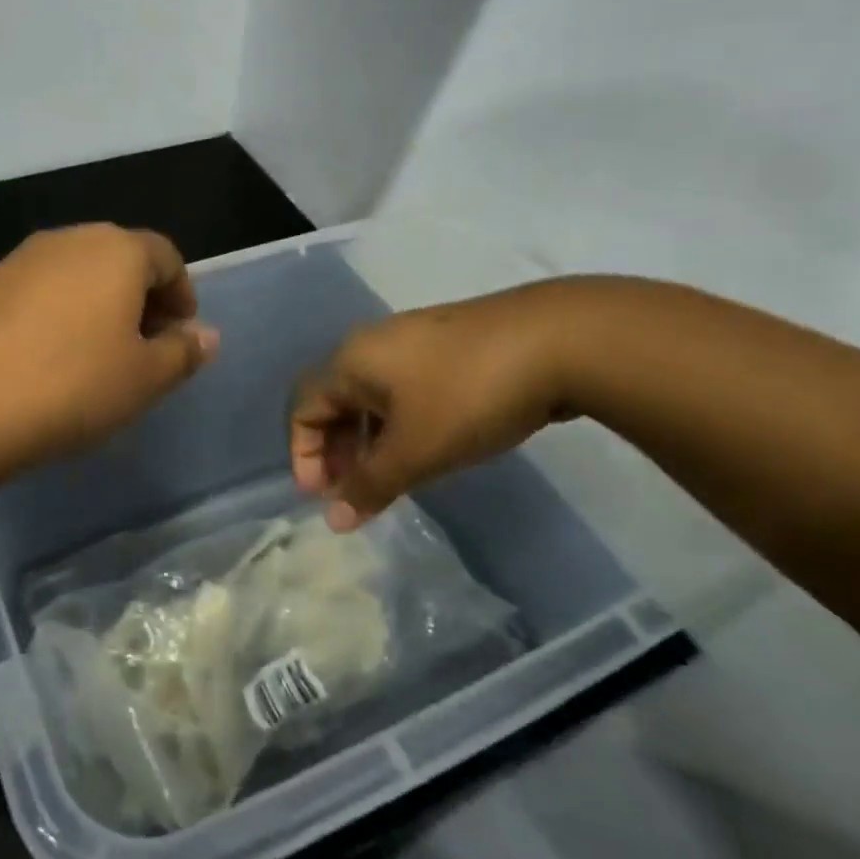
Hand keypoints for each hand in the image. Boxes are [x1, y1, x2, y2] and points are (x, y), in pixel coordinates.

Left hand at [0, 224, 218, 477]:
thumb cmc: (71, 385)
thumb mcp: (143, 378)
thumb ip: (182, 353)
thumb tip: (208, 335)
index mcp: (118, 250)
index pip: (166, 257)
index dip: (182, 295)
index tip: (182, 336)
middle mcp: (70, 240)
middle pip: (121, 260)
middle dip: (142, 300)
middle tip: (146, 349)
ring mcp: (22, 260)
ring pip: (79, 275)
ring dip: (100, 308)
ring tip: (100, 359)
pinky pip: (42, 292)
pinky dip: (61, 316)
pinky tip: (52, 361)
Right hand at [290, 282, 576, 529]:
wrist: (558, 340)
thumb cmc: (467, 396)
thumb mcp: (414, 451)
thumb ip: (370, 486)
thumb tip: (334, 520)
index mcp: (350, 362)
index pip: (302, 408)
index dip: (303, 455)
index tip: (324, 497)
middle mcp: (372, 344)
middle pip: (333, 400)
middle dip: (336, 450)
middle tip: (355, 491)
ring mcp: (412, 339)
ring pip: (371, 395)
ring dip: (368, 439)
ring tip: (390, 476)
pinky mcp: (448, 343)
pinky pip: (403, 387)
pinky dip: (398, 421)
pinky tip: (427, 446)